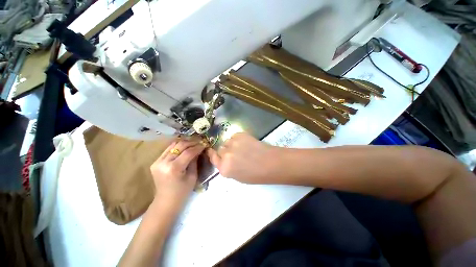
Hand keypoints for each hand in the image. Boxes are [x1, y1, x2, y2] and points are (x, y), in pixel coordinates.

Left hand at [150, 138, 205, 206]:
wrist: (165, 201)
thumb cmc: (182, 192)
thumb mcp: (193, 176)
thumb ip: (195, 161)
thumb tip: (199, 150)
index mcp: (174, 168)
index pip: (188, 152)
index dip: (198, 147)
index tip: (205, 145)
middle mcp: (163, 162)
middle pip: (180, 146)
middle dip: (192, 143)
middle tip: (200, 142)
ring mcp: (157, 161)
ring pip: (173, 145)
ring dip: (184, 143)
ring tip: (193, 143)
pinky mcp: (155, 161)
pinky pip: (168, 149)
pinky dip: (177, 147)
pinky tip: (184, 147)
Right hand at [207, 132, 280, 183]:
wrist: (271, 163)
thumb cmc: (256, 174)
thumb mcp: (237, 177)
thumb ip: (227, 167)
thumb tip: (224, 158)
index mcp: (224, 168)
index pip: (213, 158)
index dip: (213, 154)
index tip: (212, 151)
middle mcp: (226, 155)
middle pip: (220, 149)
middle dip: (225, 151)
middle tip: (235, 153)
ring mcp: (233, 143)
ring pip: (227, 142)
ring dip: (231, 145)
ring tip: (242, 148)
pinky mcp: (240, 135)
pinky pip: (234, 136)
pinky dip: (238, 139)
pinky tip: (246, 143)